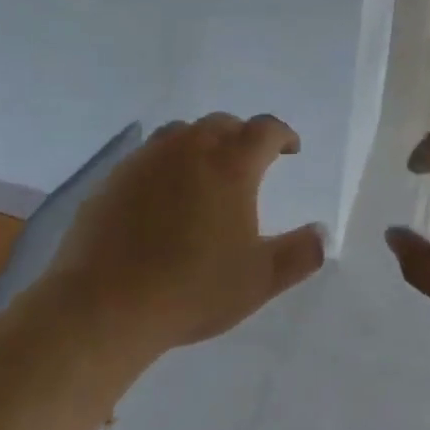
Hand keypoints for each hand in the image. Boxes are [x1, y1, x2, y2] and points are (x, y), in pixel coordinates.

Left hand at [46, 113, 326, 356]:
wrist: (104, 305)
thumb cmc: (192, 289)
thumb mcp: (259, 279)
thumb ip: (300, 254)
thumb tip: (325, 234)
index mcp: (231, 164)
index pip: (265, 130)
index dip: (282, 135)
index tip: (290, 149)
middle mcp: (190, 148)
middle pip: (223, 123)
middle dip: (242, 135)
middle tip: (250, 160)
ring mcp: (147, 158)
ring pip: (183, 132)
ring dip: (202, 142)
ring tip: (206, 169)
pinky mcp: (115, 176)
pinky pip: (149, 155)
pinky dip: (166, 162)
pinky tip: (162, 194)